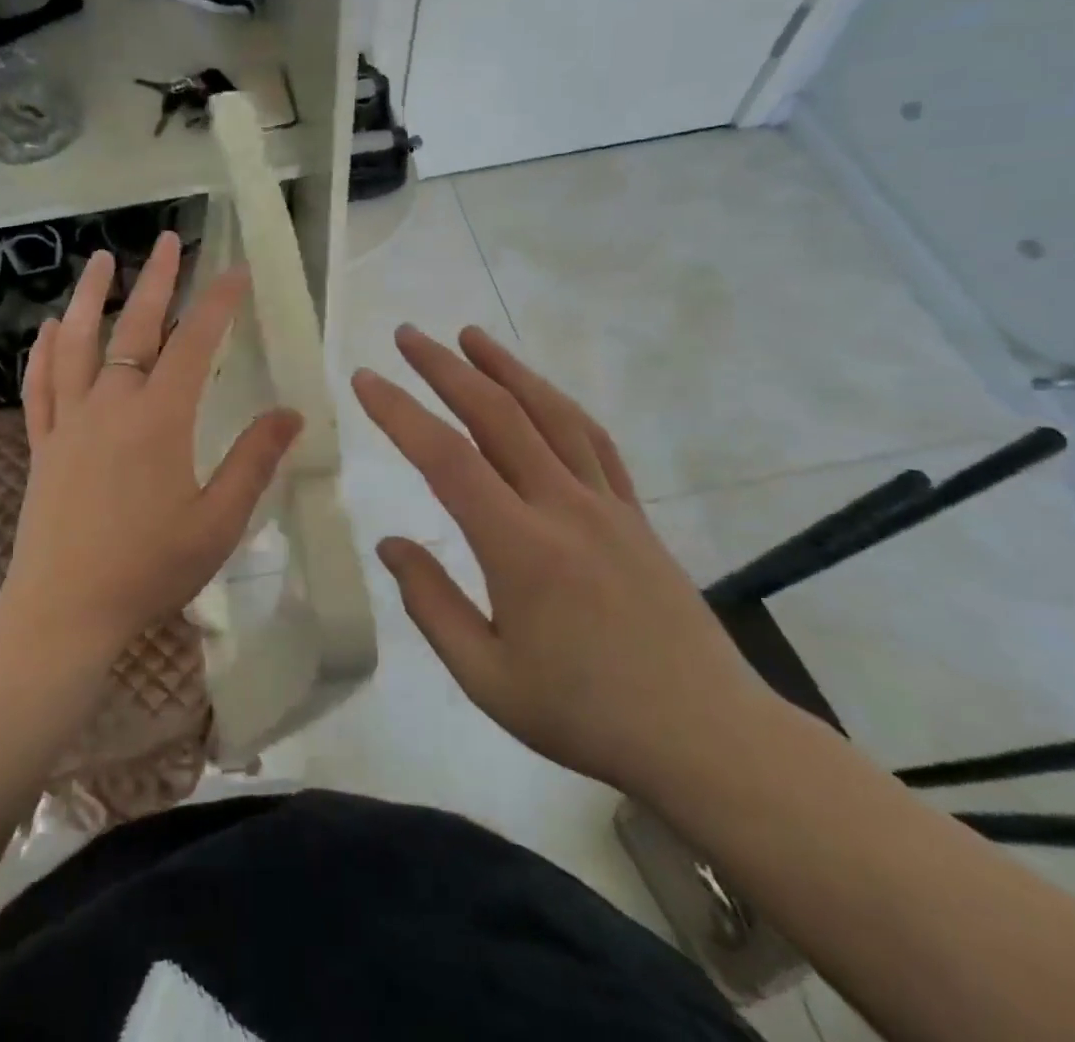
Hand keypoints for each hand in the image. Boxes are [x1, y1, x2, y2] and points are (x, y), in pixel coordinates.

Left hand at [2, 232, 303, 659]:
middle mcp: (111, 406)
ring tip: (101, 261)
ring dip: (90, 297)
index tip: (238, 270)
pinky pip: (40, 385)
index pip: (194, 344)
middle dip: (157, 281)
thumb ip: (254, 461)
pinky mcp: (43, 444)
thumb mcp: (218, 522)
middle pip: (135, 329)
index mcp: (159, 421)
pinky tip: (48, 328)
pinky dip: (44, 351)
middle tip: (170, 241)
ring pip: (77, 344)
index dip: (219, 303)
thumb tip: (291, 413)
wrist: (65, 610)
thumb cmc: (148, 569)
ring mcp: (69, 422)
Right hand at [350, 325, 777, 798]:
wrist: (708, 739)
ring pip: (550, 414)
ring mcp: (606, 504)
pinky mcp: (635, 513)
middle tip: (408, 335)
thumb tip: (391, 544)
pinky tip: (539, 391)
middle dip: (445, 368)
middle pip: (497, 415)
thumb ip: (432, 605)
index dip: (400, 412)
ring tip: (470, 335)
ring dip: (505, 368)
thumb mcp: (488, 678)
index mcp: (520, 548)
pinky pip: (593, 440)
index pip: (447, 459)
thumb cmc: (586, 715)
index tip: (365, 380)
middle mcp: (563, 507)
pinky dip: (558, 404)